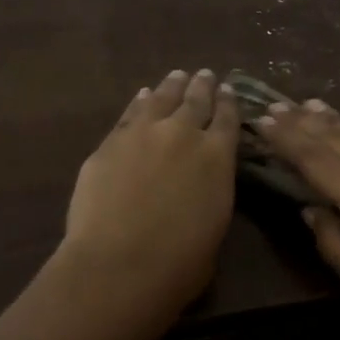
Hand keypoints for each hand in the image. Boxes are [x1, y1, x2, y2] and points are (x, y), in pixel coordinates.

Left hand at [60, 69, 240, 310]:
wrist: (119, 264)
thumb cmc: (179, 264)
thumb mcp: (215, 228)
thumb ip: (212, 194)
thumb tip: (203, 185)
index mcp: (218, 158)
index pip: (228, 119)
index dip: (229, 103)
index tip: (228, 90)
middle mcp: (184, 134)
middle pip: (196, 100)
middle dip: (202, 86)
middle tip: (205, 75)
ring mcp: (143, 133)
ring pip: (162, 98)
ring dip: (172, 86)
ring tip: (177, 76)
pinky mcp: (111, 142)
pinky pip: (129, 113)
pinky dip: (139, 102)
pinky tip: (142, 96)